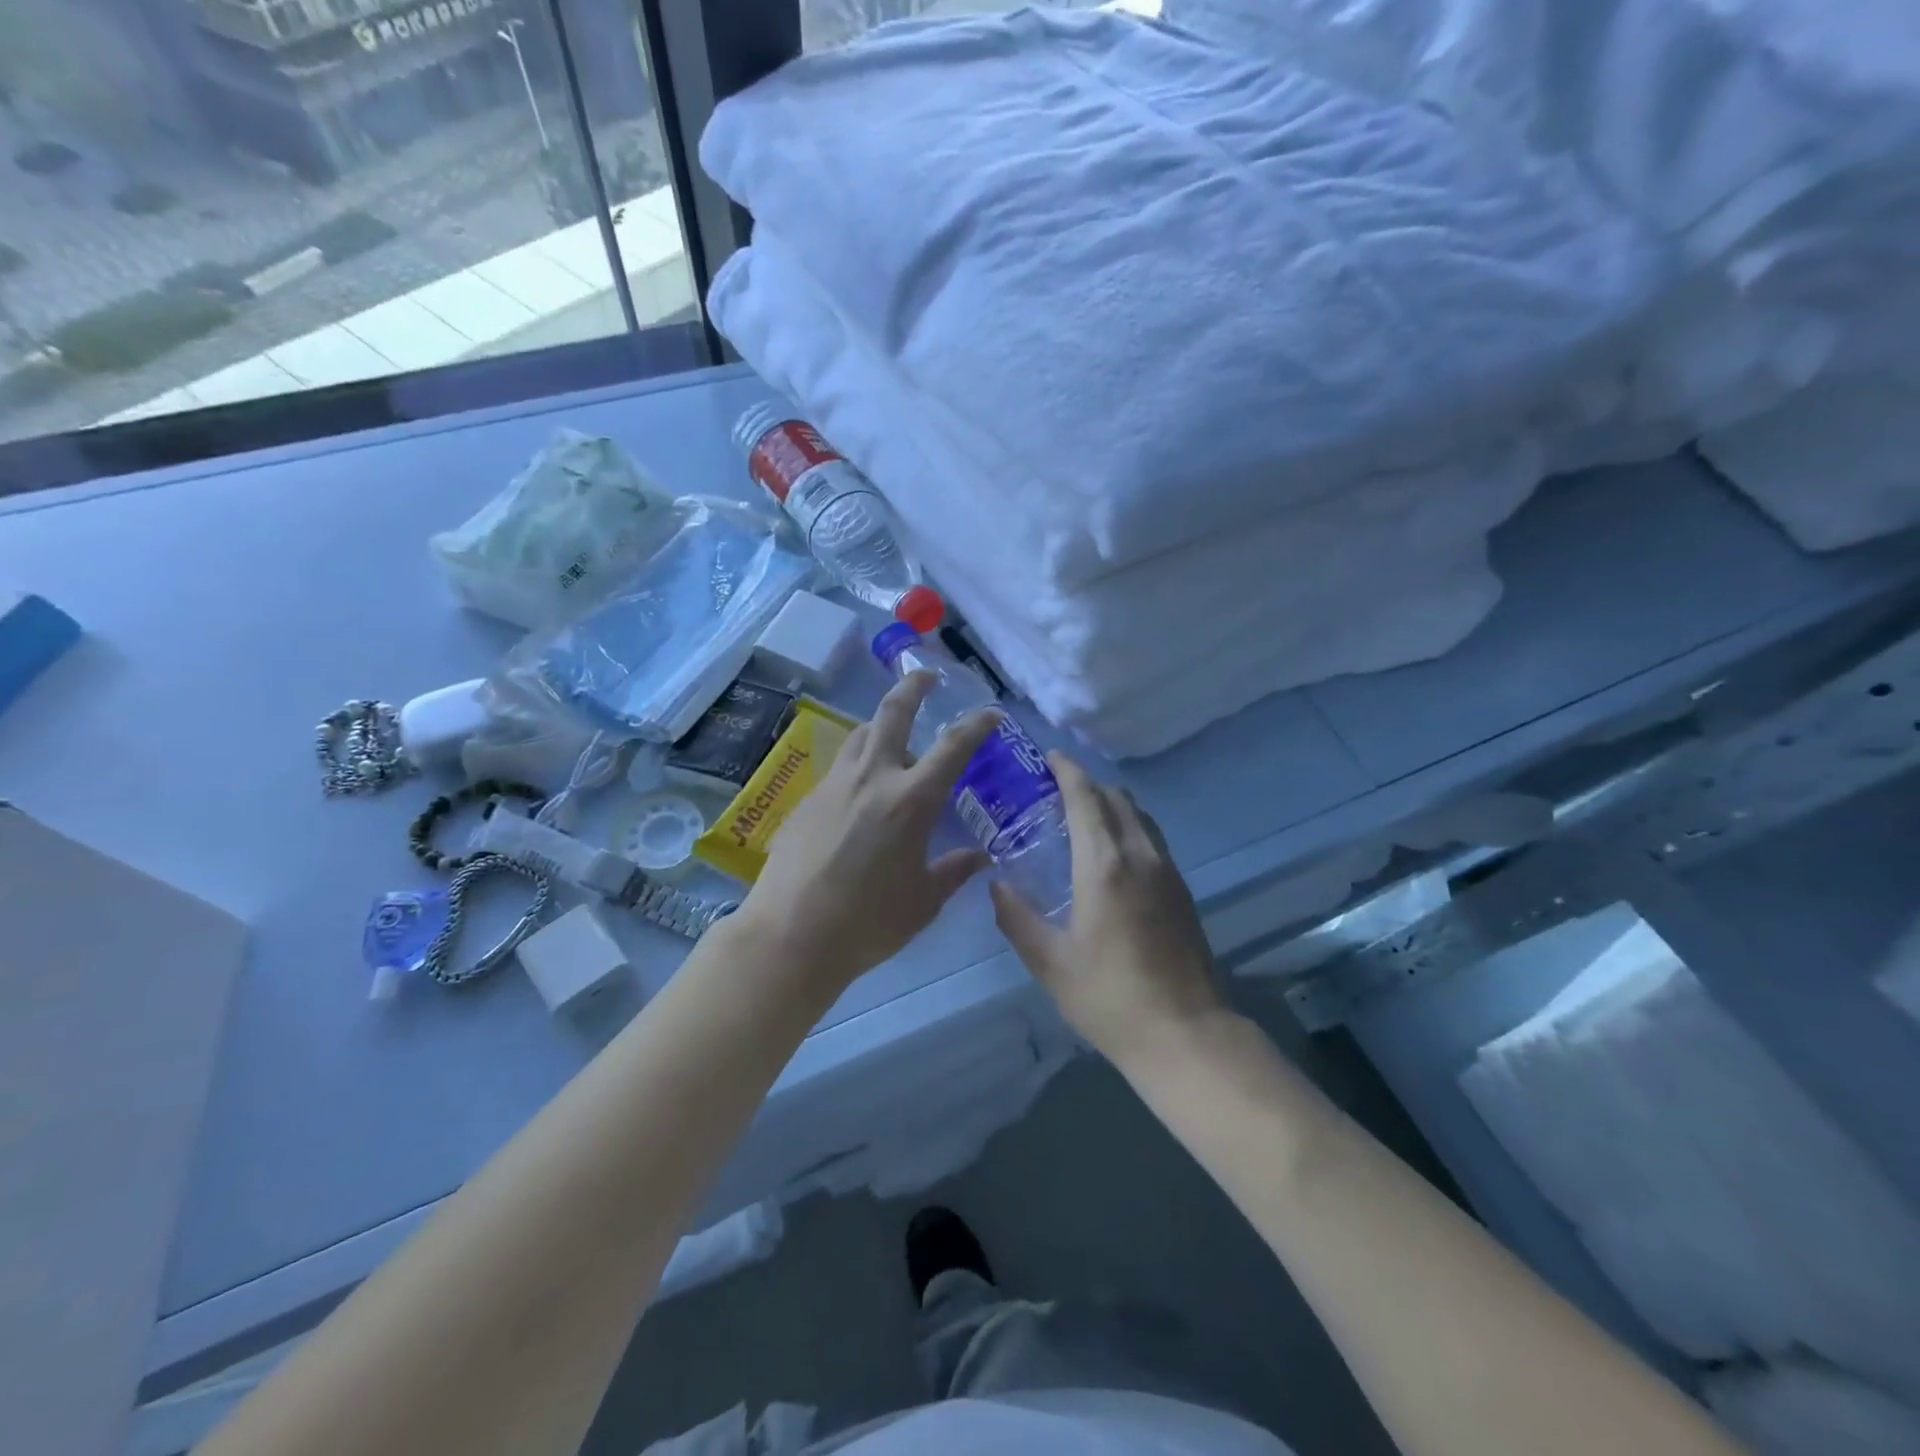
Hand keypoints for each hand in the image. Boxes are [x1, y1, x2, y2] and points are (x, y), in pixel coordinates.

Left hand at [739, 672, 999, 994]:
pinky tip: (861, 793)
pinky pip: (839, 768)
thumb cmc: (868, 922)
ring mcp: (834, 785)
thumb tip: (980, 858)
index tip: (991, 713)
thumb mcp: (923, 901)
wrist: (791, 934)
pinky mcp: (806, 800)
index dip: (976, 724)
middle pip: (892, 714)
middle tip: (926, 675)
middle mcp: (872, 778)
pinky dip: (858, 764)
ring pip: (860, 735)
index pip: (953, 747)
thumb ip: (954, 871)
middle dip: (912, 687)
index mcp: (910, 800)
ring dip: (881, 726)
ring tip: (894, 738)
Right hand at [991, 753, 1223, 1068]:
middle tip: (1053, 790)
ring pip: (1138, 816)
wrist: (1185, 1034)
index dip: (1067, 770)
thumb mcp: (1050, 963)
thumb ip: (1017, 918)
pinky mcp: (1182, 890)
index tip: (1048, 756)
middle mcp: (1140, 855)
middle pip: (1116, 797)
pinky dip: (1127, 827)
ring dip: (1110, 803)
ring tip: (1079, 817)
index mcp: (1104, 865)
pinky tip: (1109, 853)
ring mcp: (1167, 871)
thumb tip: (996, 886)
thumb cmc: (1110, 998)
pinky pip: (1151, 838)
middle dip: (1086, 783)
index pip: (1086, 797)